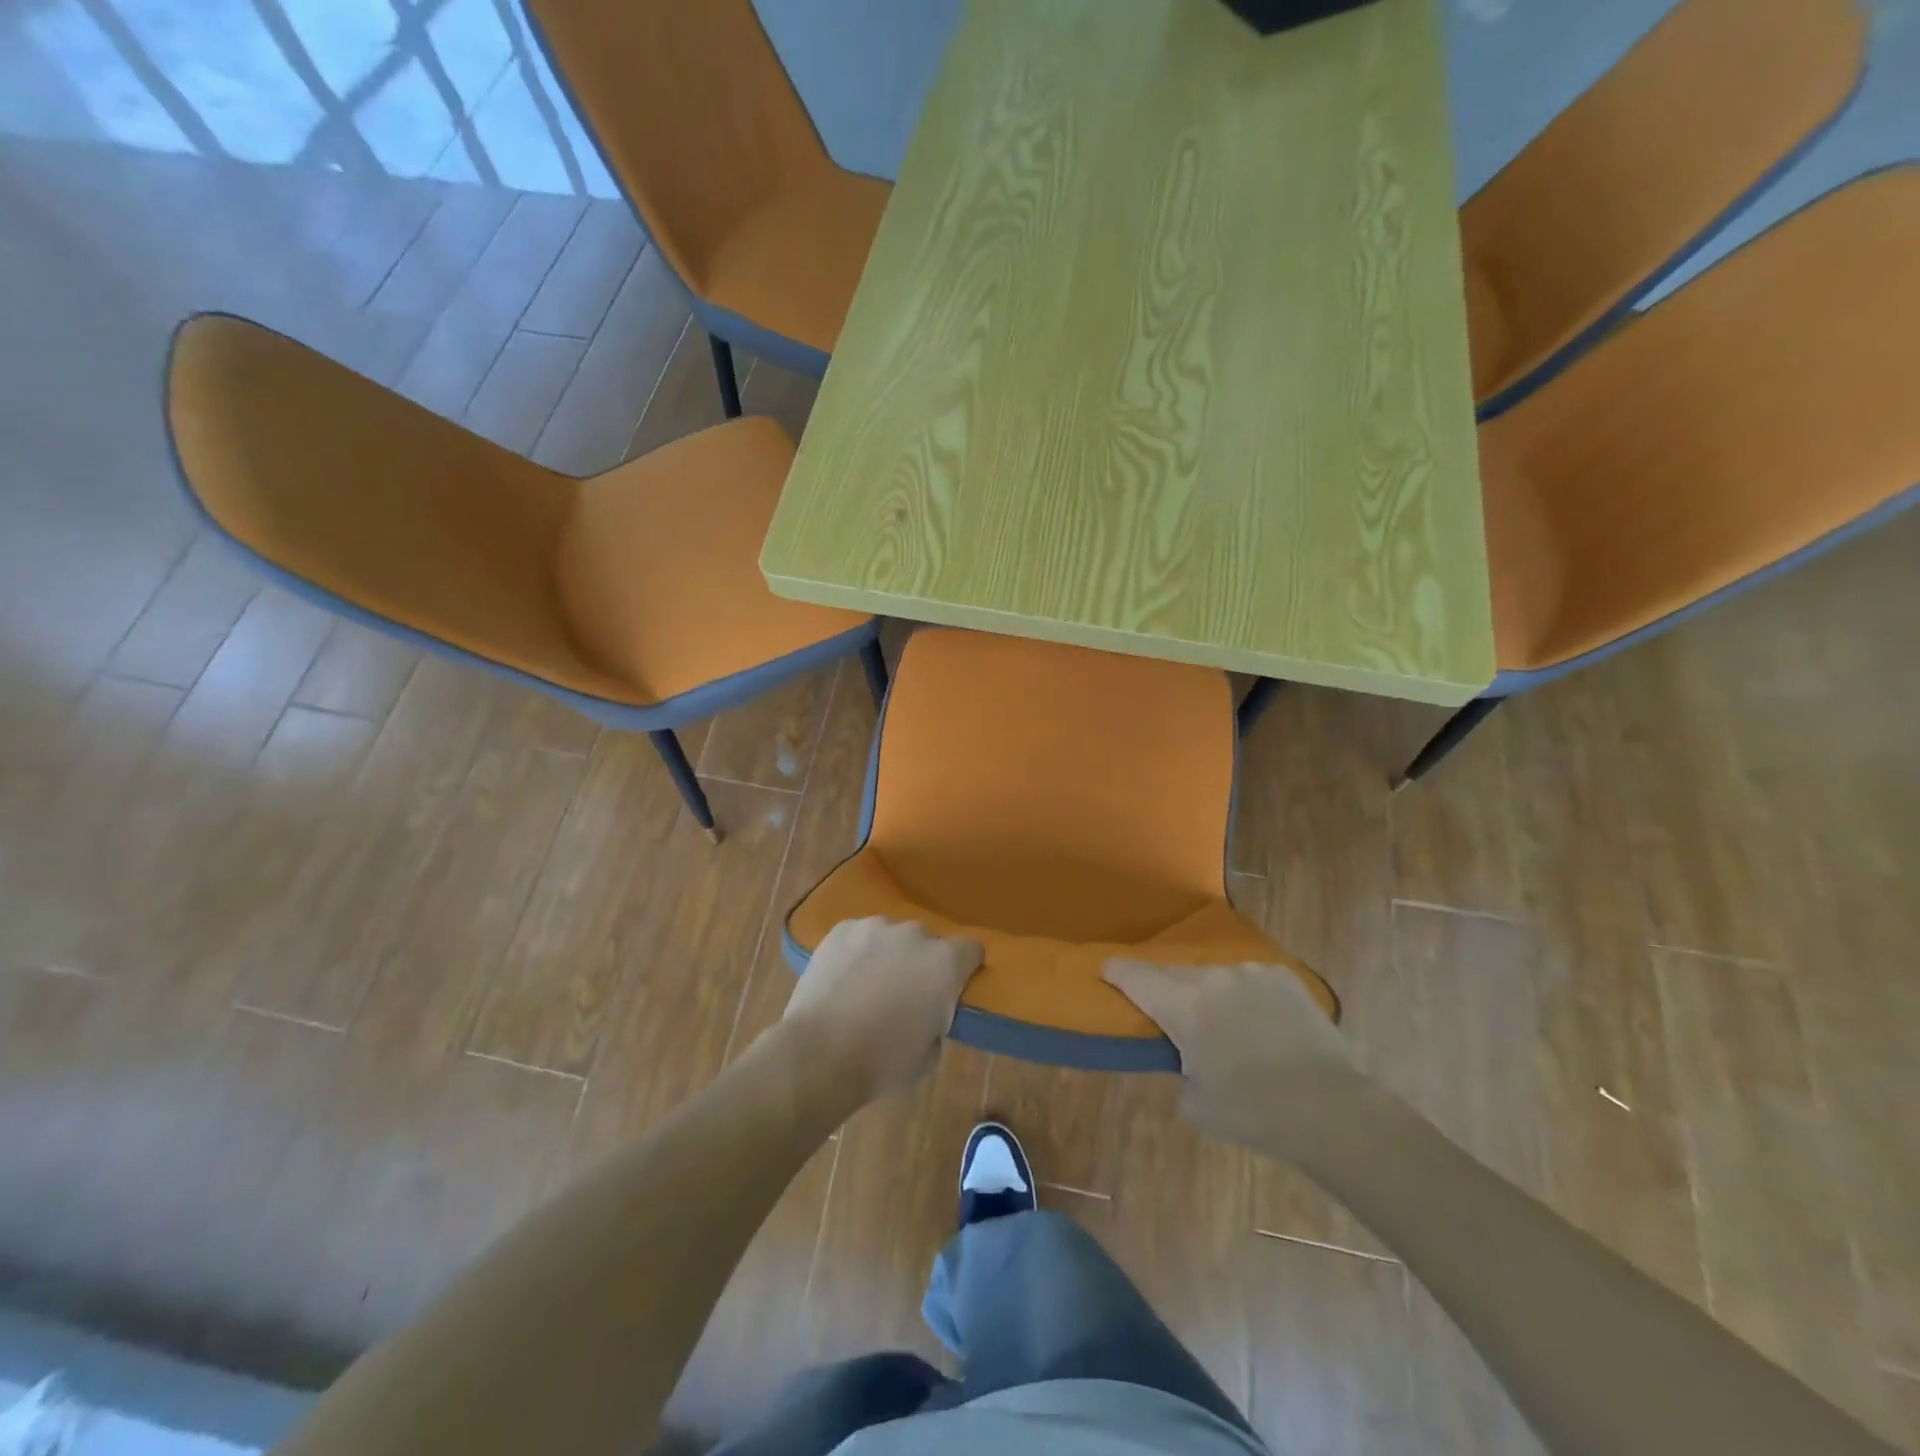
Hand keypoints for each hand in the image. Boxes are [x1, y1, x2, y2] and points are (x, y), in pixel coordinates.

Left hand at [783, 918, 983, 1100]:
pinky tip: (843, 978)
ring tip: (868, 986)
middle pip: (929, 942)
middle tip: (905, 994)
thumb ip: (938, 1019)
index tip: (953, 989)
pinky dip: (858, 952)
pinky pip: (860, 936)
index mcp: (945, 963)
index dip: (965, 968)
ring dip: (889, 955)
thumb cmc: (883, 1061)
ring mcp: (876, 926)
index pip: (972, 950)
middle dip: (922, 963)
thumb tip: (927, 1012)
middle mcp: (915, 934)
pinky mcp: (842, 929)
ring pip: (892, 937)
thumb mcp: (929, 1053)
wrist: (819, 1053)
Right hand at [1104, 958, 1359, 1152]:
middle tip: (1170, 1015)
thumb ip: (1175, 1070)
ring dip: (1208, 994)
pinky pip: (1248, 979)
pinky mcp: (1282, 975)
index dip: (1115, 971)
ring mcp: (1249, 972)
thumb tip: (1178, 1058)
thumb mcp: (1195, 1104)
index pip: (1133, 974)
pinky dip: (1244, 995)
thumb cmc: (1253, 1112)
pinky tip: (1259, 1022)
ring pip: (1212, 976)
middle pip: (1172, 974)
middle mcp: (1211, 977)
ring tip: (1224, 1025)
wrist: (1330, 1109)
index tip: (1106, 971)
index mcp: (1182, 1006)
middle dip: (1164, 991)